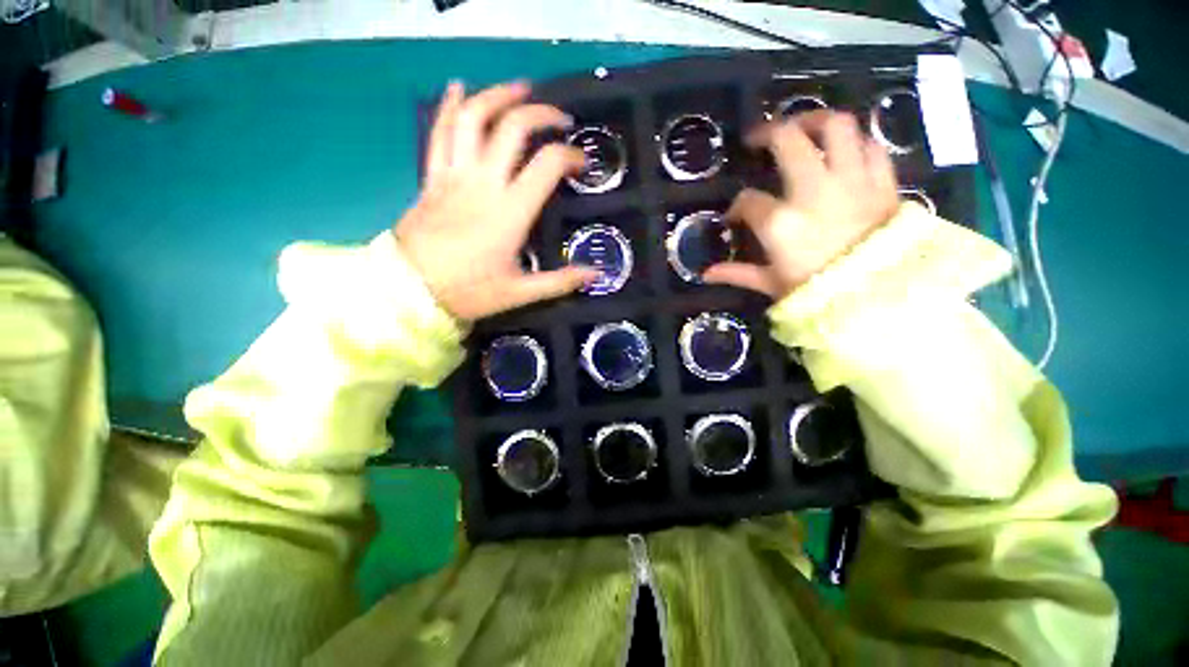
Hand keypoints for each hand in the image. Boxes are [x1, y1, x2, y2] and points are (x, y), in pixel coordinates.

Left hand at [395, 81, 596, 322]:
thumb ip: (560, 282)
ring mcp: (454, 175)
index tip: (582, 164)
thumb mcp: (520, 293)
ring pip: (473, 117)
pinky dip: (450, 106)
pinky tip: (459, 88)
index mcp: (510, 212)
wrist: (409, 291)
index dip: (571, 156)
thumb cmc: (469, 292)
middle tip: (559, 118)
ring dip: (498, 95)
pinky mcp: (432, 176)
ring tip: (520, 89)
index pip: (547, 165)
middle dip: (541, 114)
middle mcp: (483, 183)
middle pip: (513, 127)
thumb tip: (595, 275)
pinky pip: (440, 132)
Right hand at [703, 111, 900, 298]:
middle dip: (768, 133)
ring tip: (802, 127)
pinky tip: (845, 152)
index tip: (736, 216)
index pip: (748, 201)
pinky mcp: (883, 182)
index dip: (737, 207)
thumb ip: (737, 274)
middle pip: (788, 140)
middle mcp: (813, 190)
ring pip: (836, 127)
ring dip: (815, 120)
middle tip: (759, 138)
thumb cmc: (817, 292)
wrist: (881, 298)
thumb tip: (706, 274)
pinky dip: (857, 144)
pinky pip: (872, 146)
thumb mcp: (771, 284)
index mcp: (780, 222)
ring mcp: (851, 181)